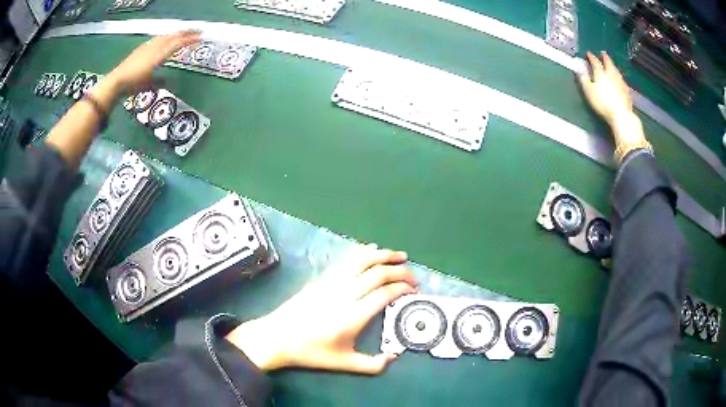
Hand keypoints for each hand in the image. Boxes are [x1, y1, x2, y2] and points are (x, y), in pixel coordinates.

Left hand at [105, 30, 201, 93]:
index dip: (190, 40)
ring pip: (166, 36)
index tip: (201, 38)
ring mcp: (148, 46)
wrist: (117, 81)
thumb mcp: (150, 84)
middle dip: (186, 33)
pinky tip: (165, 40)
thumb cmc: (134, 84)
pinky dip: (167, 37)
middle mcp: (155, 47)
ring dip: (177, 34)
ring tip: (183, 34)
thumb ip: (162, 80)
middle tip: (196, 32)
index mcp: (159, 54)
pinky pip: (158, 39)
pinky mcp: (142, 48)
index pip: (179, 43)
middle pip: (174, 35)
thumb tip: (174, 82)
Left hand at [226, 245, 417, 373]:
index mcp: (352, 315)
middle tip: (414, 276)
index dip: (403, 289)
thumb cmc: (310, 352)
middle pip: (378, 273)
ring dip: (384, 255)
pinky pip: (346, 260)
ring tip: (400, 255)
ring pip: (362, 260)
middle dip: (400, 271)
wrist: (277, 337)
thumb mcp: (343, 363)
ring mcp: (331, 283)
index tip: (414, 291)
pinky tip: (371, 249)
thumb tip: (394, 358)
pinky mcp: (322, 279)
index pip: (385, 293)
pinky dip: (362, 252)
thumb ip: (372, 365)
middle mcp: (345, 294)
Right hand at [578, 51, 645, 146]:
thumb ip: (583, 78)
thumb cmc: (603, 103)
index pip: (595, 62)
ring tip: (611, 65)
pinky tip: (619, 79)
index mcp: (601, 73)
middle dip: (605, 57)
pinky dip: (619, 77)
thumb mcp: (589, 91)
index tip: (588, 53)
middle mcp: (611, 74)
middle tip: (603, 53)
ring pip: (616, 70)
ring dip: (613, 66)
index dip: (591, 57)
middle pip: (608, 63)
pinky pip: (621, 80)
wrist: (621, 115)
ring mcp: (620, 82)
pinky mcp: (627, 91)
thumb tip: (578, 67)